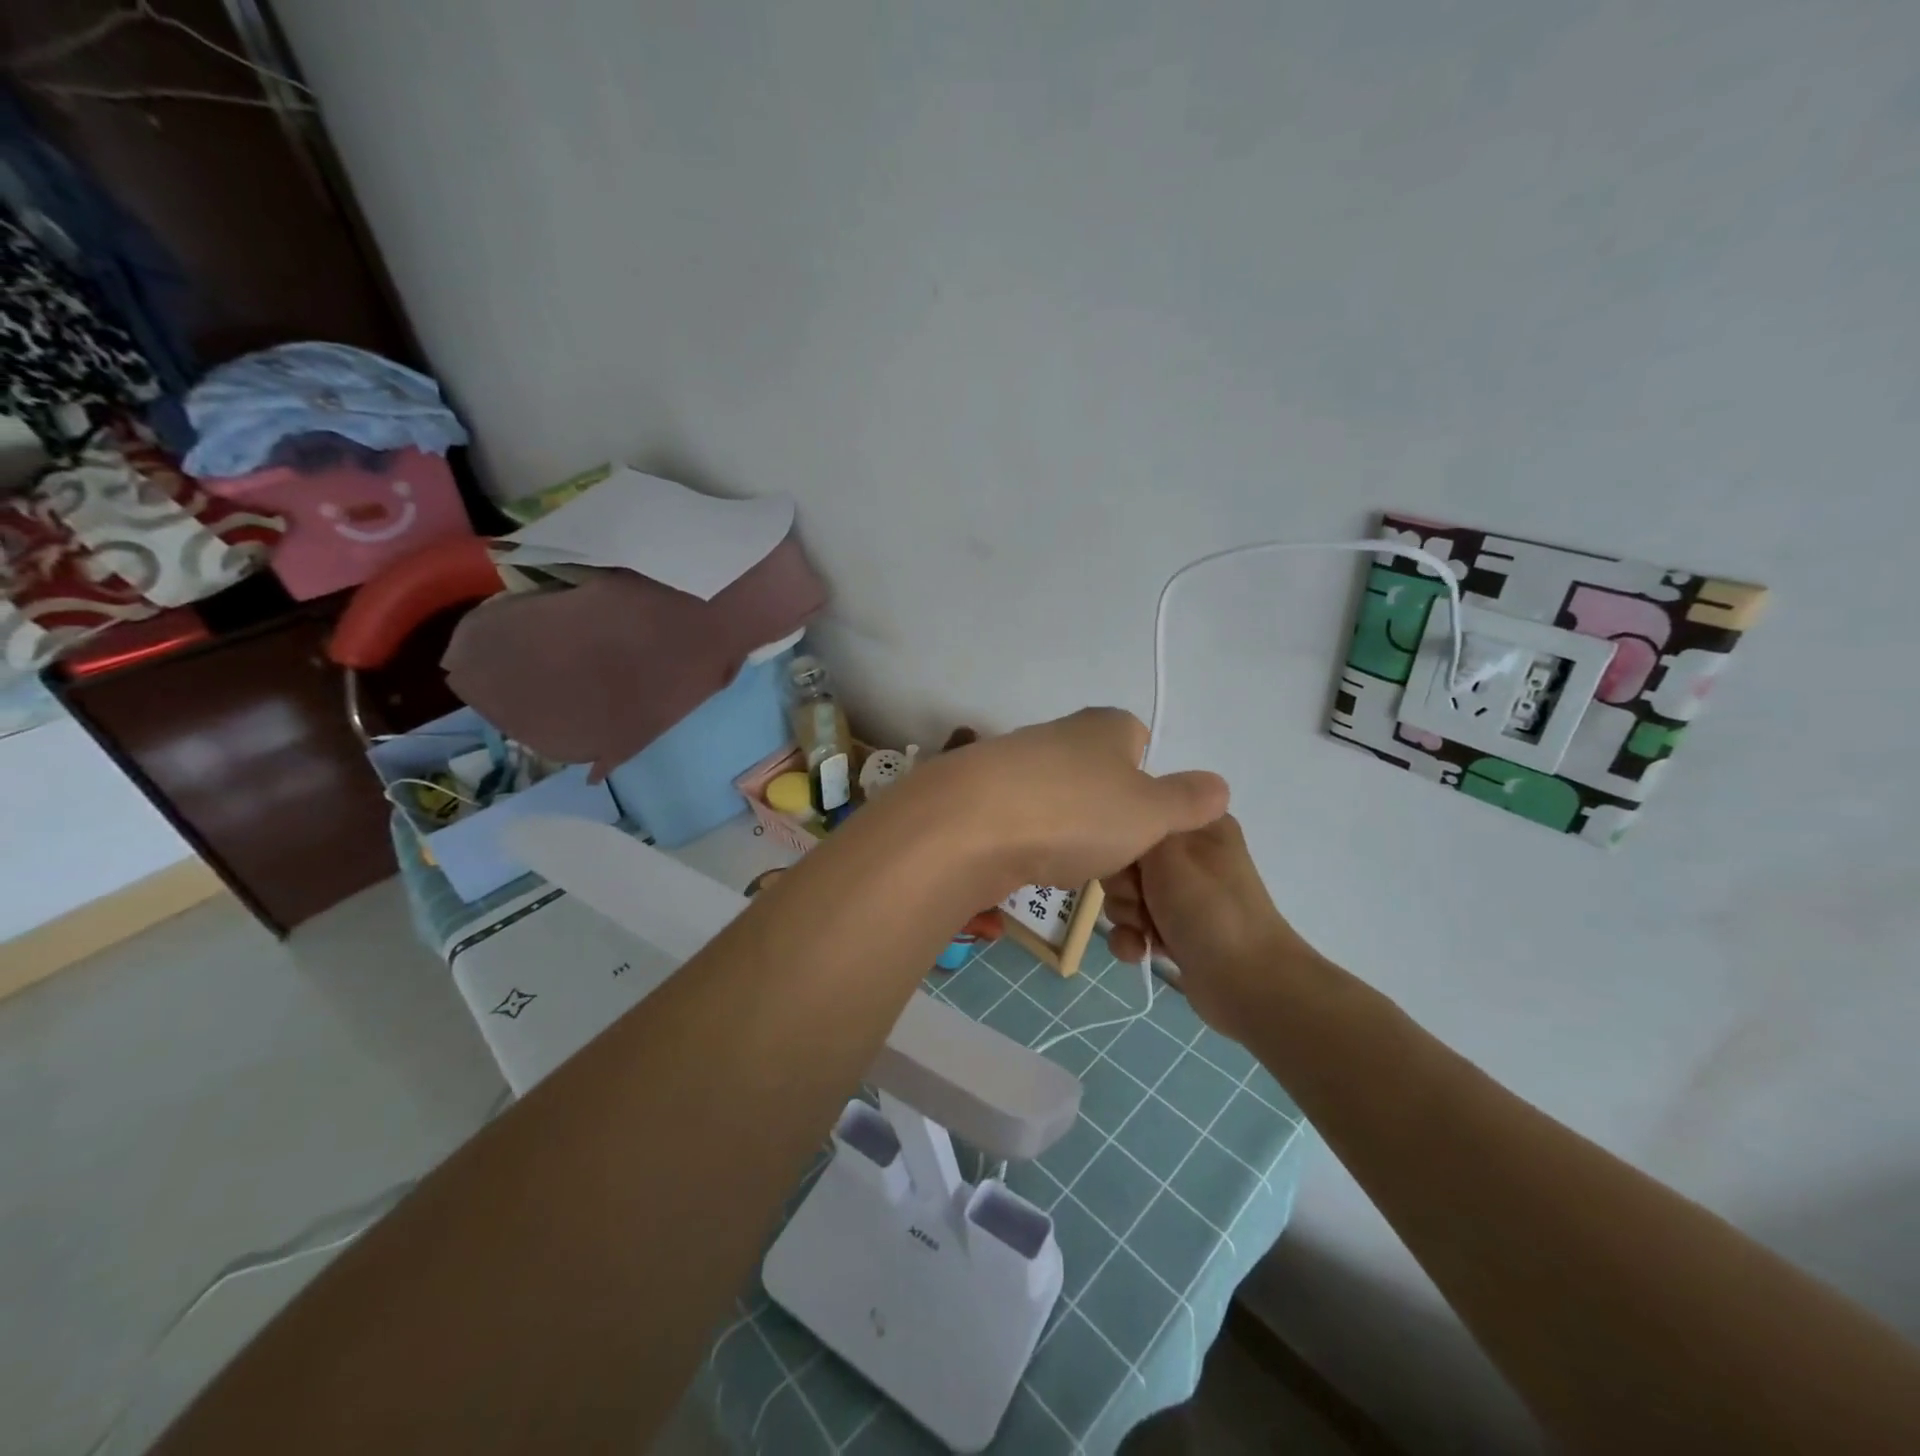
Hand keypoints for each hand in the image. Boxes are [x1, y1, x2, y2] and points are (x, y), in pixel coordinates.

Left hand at [902, 708, 1229, 897]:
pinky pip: (1021, 822)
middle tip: (1116, 858)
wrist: (969, 826)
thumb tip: (1219, 785)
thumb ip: (1188, 800)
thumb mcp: (1152, 812)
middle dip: (1109, 818)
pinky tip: (1030, 867)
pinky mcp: (979, 795)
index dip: (1149, 783)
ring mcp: (1013, 762)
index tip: (1147, 824)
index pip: (1139, 740)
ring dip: (1069, 835)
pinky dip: (1030, 844)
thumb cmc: (1076, 813)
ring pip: (1059, 802)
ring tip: (1072, 869)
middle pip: (1098, 776)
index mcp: (1105, 726)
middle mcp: (1058, 734)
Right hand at [1102, 815, 1321, 1041]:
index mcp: (1197, 823)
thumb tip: (1127, 807)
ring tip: (1145, 931)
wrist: (1247, 983)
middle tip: (1139, 899)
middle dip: (1122, 884)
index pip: (1140, 812)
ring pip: (1125, 893)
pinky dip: (1133, 939)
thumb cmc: (1207, 907)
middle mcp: (1190, 854)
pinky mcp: (1175, 930)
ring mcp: (1183, 894)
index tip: (1127, 859)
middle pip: (1126, 857)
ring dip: (1126, 915)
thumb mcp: (1167, 850)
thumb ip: (1139, 821)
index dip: (1123, 837)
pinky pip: (1134, 925)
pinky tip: (1141, 952)